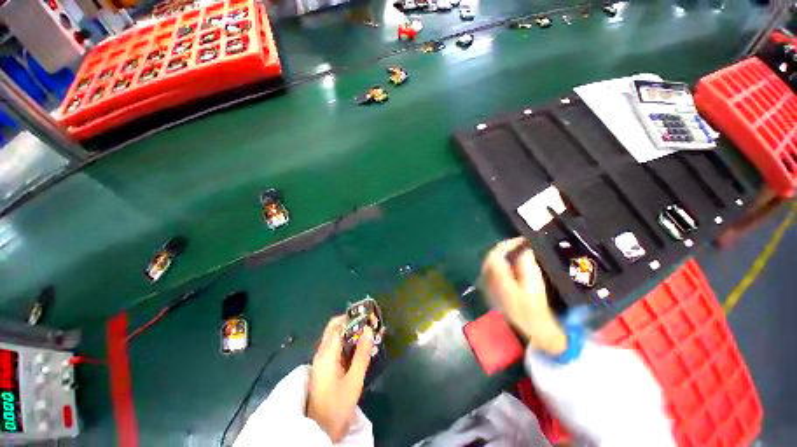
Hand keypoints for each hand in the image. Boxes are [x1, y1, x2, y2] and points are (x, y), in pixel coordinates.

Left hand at [307, 315, 373, 441]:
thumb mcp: (354, 380)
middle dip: (353, 323)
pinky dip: (348, 344)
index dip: (353, 318)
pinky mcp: (325, 368)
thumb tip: (369, 330)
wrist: (322, 430)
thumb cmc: (338, 406)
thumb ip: (362, 354)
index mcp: (326, 354)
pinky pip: (336, 348)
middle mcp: (321, 353)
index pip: (337, 325)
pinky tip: (361, 348)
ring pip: (336, 338)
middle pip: (335, 329)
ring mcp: (322, 361)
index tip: (368, 318)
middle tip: (370, 325)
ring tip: (369, 334)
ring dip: (352, 333)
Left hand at [481, 237, 566, 354]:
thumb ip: (527, 264)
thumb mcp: (535, 285)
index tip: (522, 240)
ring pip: (489, 264)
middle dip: (503, 249)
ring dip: (500, 256)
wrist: (529, 330)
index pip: (496, 255)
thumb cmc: (535, 309)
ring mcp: (486, 286)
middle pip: (490, 258)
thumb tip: (524, 250)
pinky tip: (509, 265)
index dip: (508, 244)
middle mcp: (488, 280)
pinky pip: (490, 272)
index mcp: (498, 278)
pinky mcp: (489, 291)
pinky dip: (499, 265)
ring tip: (515, 252)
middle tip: (519, 245)